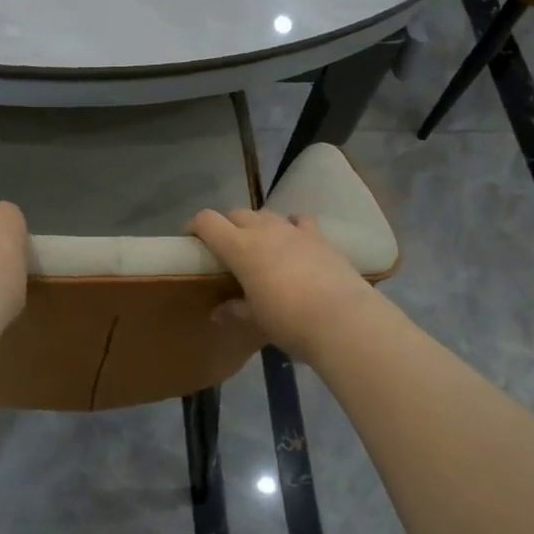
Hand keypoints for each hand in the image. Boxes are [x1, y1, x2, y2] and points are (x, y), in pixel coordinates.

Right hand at [188, 208, 376, 358]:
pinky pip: (299, 221)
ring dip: (257, 225)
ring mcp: (294, 230)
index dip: (194, 226)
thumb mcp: (256, 319)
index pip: (207, 221)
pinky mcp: (320, 237)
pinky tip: (294, 240)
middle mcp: (264, 230)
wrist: (342, 319)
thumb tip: (218, 312)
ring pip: (266, 214)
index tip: (190, 239)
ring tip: (259, 246)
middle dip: (226, 226)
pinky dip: (291, 226)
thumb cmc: (289, 320)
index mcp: (240, 247)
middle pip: (237, 213)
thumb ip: (235, 310)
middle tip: (225, 249)